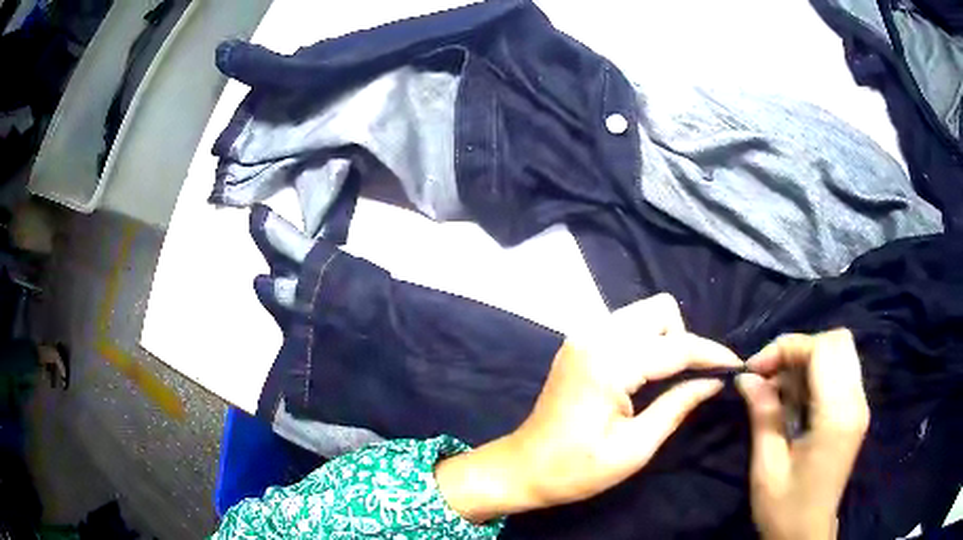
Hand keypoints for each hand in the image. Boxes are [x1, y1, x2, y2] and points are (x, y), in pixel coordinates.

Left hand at [435, 294, 742, 521]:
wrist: (522, 468)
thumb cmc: (576, 469)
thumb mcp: (634, 448)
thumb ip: (678, 406)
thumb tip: (714, 381)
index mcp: (609, 364)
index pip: (677, 346)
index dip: (712, 355)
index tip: (736, 365)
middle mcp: (595, 336)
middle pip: (660, 311)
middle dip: (682, 341)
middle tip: (684, 381)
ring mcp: (583, 335)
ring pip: (644, 313)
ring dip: (664, 339)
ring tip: (663, 380)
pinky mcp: (578, 342)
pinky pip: (625, 325)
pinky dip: (644, 342)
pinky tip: (641, 375)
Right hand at [736, 330, 869, 539]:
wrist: (806, 535)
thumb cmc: (784, 508)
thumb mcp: (767, 466)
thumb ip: (763, 414)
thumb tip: (746, 377)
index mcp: (837, 416)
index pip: (822, 350)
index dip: (787, 348)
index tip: (755, 369)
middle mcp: (856, 402)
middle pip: (837, 341)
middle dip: (799, 349)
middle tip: (769, 375)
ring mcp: (860, 406)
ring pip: (840, 352)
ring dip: (807, 360)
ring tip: (780, 390)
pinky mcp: (856, 412)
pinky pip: (840, 371)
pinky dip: (816, 373)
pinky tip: (796, 400)